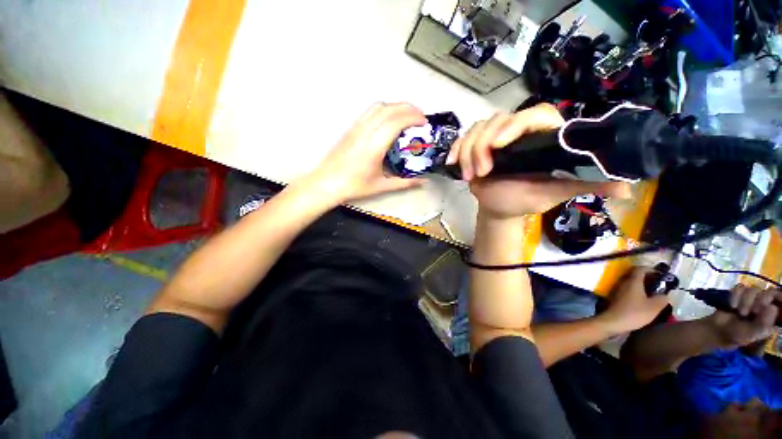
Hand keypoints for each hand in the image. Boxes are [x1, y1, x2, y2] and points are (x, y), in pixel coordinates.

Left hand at [301, 103, 426, 204]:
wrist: (327, 183)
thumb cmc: (353, 186)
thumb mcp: (381, 186)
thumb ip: (405, 183)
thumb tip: (423, 181)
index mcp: (374, 146)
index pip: (396, 121)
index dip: (413, 117)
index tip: (424, 122)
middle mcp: (365, 132)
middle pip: (389, 109)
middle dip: (409, 108)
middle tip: (420, 117)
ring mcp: (357, 128)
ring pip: (379, 107)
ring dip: (396, 106)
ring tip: (407, 116)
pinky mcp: (351, 129)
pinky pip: (370, 112)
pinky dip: (384, 110)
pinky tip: (389, 120)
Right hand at [446, 104, 630, 218]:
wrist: (501, 207)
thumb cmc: (526, 199)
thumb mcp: (556, 193)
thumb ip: (586, 185)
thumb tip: (625, 187)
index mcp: (542, 137)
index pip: (534, 115)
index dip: (515, 125)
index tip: (498, 147)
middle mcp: (518, 132)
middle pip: (497, 120)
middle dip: (482, 146)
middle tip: (480, 172)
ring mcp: (494, 137)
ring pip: (477, 129)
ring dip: (468, 151)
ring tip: (469, 176)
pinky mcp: (476, 145)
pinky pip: (463, 139)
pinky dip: (455, 150)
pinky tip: (452, 163)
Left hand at [600, 267, 669, 333]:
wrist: (613, 321)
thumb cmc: (635, 313)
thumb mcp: (654, 307)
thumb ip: (662, 298)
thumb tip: (665, 294)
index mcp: (633, 281)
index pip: (640, 269)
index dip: (650, 269)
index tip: (660, 274)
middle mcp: (623, 282)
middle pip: (635, 275)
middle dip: (647, 277)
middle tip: (659, 284)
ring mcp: (618, 289)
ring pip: (631, 283)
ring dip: (642, 285)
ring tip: (653, 292)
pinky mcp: (616, 296)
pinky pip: (627, 289)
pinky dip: (636, 291)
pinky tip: (643, 300)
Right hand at [706, 285, 779, 347]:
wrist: (720, 331)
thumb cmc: (740, 335)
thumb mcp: (754, 334)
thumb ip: (764, 323)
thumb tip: (772, 307)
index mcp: (772, 313)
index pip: (780, 299)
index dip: (779, 297)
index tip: (772, 302)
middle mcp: (765, 303)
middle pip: (769, 292)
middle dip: (761, 300)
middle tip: (753, 311)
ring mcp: (751, 297)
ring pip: (753, 289)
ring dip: (746, 301)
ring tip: (740, 312)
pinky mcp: (738, 293)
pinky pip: (739, 288)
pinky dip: (735, 296)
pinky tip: (732, 305)